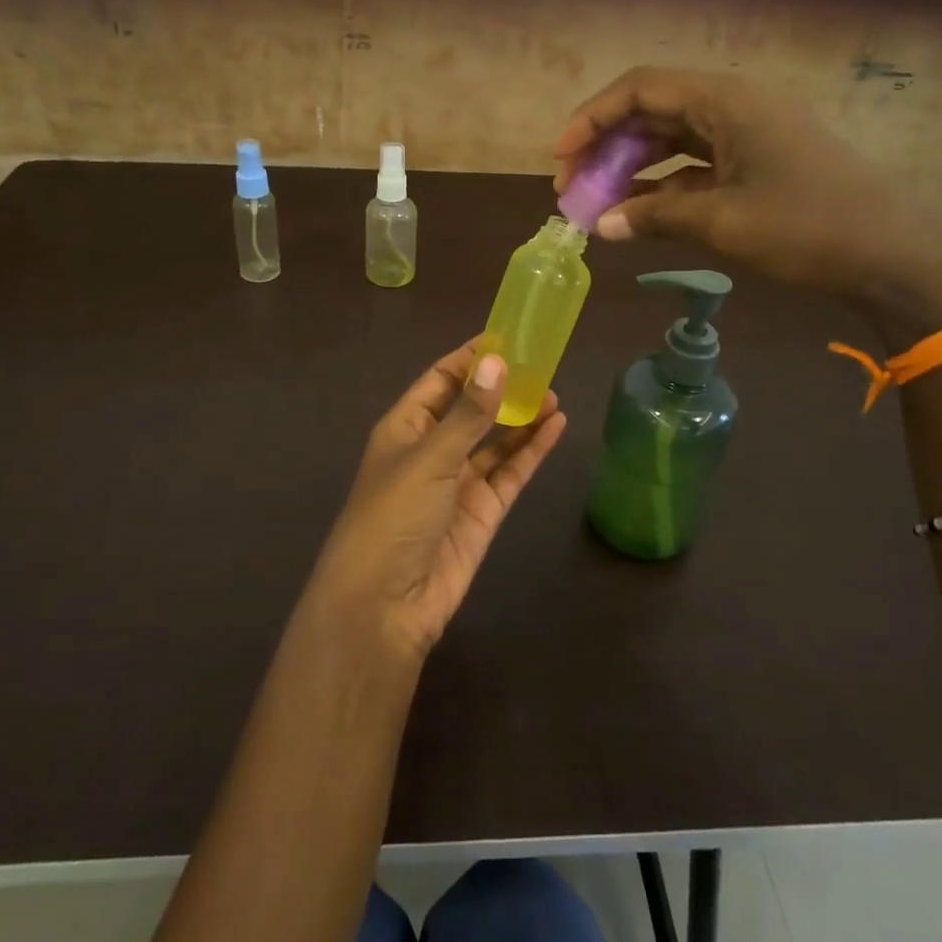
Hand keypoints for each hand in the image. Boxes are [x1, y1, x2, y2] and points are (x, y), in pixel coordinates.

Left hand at [310, 340, 566, 660]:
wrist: (385, 605)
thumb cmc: (394, 516)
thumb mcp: (430, 457)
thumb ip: (468, 413)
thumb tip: (498, 362)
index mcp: (405, 428)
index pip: (439, 380)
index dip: (469, 359)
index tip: (505, 337)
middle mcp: (432, 450)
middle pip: (471, 408)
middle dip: (501, 387)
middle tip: (541, 364)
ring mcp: (458, 482)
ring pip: (495, 441)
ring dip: (521, 417)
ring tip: (554, 393)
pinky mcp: (482, 512)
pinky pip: (510, 472)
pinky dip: (531, 451)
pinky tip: (556, 427)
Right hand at [554, 66, 941, 332]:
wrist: (896, 255)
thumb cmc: (808, 227)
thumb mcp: (722, 222)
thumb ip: (654, 218)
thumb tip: (601, 225)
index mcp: (727, 101)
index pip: (641, 88)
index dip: (592, 118)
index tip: (560, 157)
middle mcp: (735, 106)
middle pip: (653, 111)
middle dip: (607, 146)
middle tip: (573, 187)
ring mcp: (749, 134)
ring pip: (673, 139)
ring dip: (632, 168)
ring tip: (598, 204)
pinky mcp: (759, 163)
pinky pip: (697, 165)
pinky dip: (665, 186)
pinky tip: (640, 214)